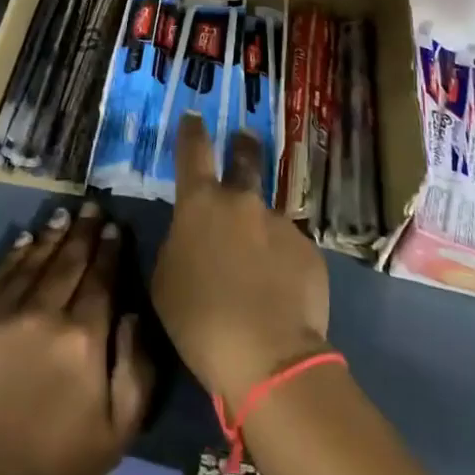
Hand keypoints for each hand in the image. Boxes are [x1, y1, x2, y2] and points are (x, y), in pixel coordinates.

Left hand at [0, 203, 151, 474]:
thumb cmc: (55, 463)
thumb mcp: (118, 430)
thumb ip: (137, 369)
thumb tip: (132, 314)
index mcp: (83, 339)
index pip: (101, 280)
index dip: (109, 250)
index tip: (114, 227)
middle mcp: (44, 315)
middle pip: (69, 262)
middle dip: (83, 232)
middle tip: (91, 207)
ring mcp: (2, 314)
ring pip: (34, 262)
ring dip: (52, 236)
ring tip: (64, 215)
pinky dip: (15, 254)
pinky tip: (26, 239)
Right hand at [152, 115, 330, 405]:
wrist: (267, 357)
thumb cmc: (200, 319)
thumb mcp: (165, 280)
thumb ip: (178, 243)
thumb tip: (193, 234)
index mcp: (200, 204)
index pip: (193, 150)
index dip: (192, 130)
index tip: (194, 117)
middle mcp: (242, 201)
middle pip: (244, 158)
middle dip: (242, 146)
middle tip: (243, 141)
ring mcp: (280, 223)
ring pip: (266, 216)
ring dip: (260, 230)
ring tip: (259, 269)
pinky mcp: (308, 250)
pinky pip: (289, 249)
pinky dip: (281, 263)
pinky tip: (280, 293)